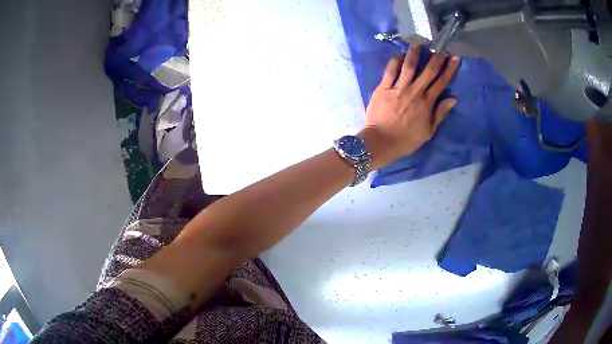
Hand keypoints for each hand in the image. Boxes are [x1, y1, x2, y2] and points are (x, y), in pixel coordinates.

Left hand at [359, 45, 459, 168]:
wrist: (381, 141)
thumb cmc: (406, 139)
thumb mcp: (428, 131)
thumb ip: (440, 113)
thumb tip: (454, 98)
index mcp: (427, 103)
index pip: (441, 82)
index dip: (449, 69)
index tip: (454, 57)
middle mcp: (415, 92)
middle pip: (428, 71)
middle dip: (436, 58)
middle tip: (440, 46)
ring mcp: (398, 88)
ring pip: (409, 67)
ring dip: (414, 54)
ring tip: (418, 43)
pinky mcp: (383, 88)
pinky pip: (390, 71)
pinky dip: (395, 62)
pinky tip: (399, 55)